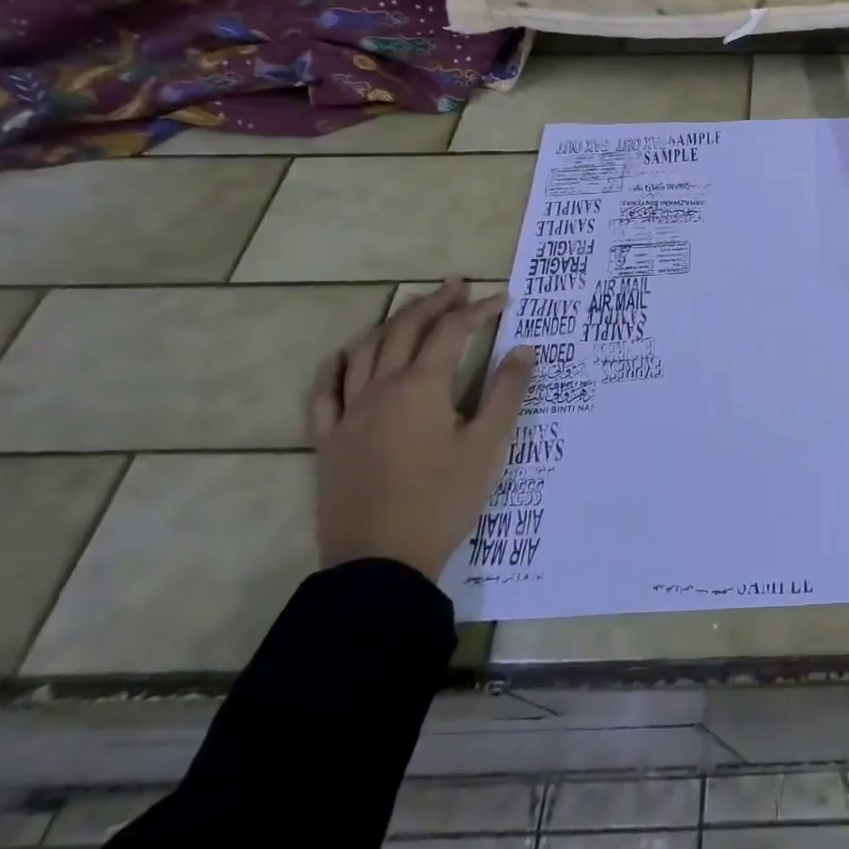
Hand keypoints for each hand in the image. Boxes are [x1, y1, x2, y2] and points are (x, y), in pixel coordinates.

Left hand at [308, 278, 535, 582]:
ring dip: (391, 324)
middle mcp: (381, 388)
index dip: (479, 310)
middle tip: (458, 286)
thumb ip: (507, 392)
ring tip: (412, 310)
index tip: (503, 299)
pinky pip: (324, 393)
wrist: (381, 562)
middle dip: (434, 304)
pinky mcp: (329, 441)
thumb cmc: (443, 499)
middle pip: (406, 330)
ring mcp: (349, 414)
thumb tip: (524, 349)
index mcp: (422, 387)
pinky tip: (345, 356)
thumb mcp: (489, 445)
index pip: (452, 332)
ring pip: (364, 351)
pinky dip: (335, 367)